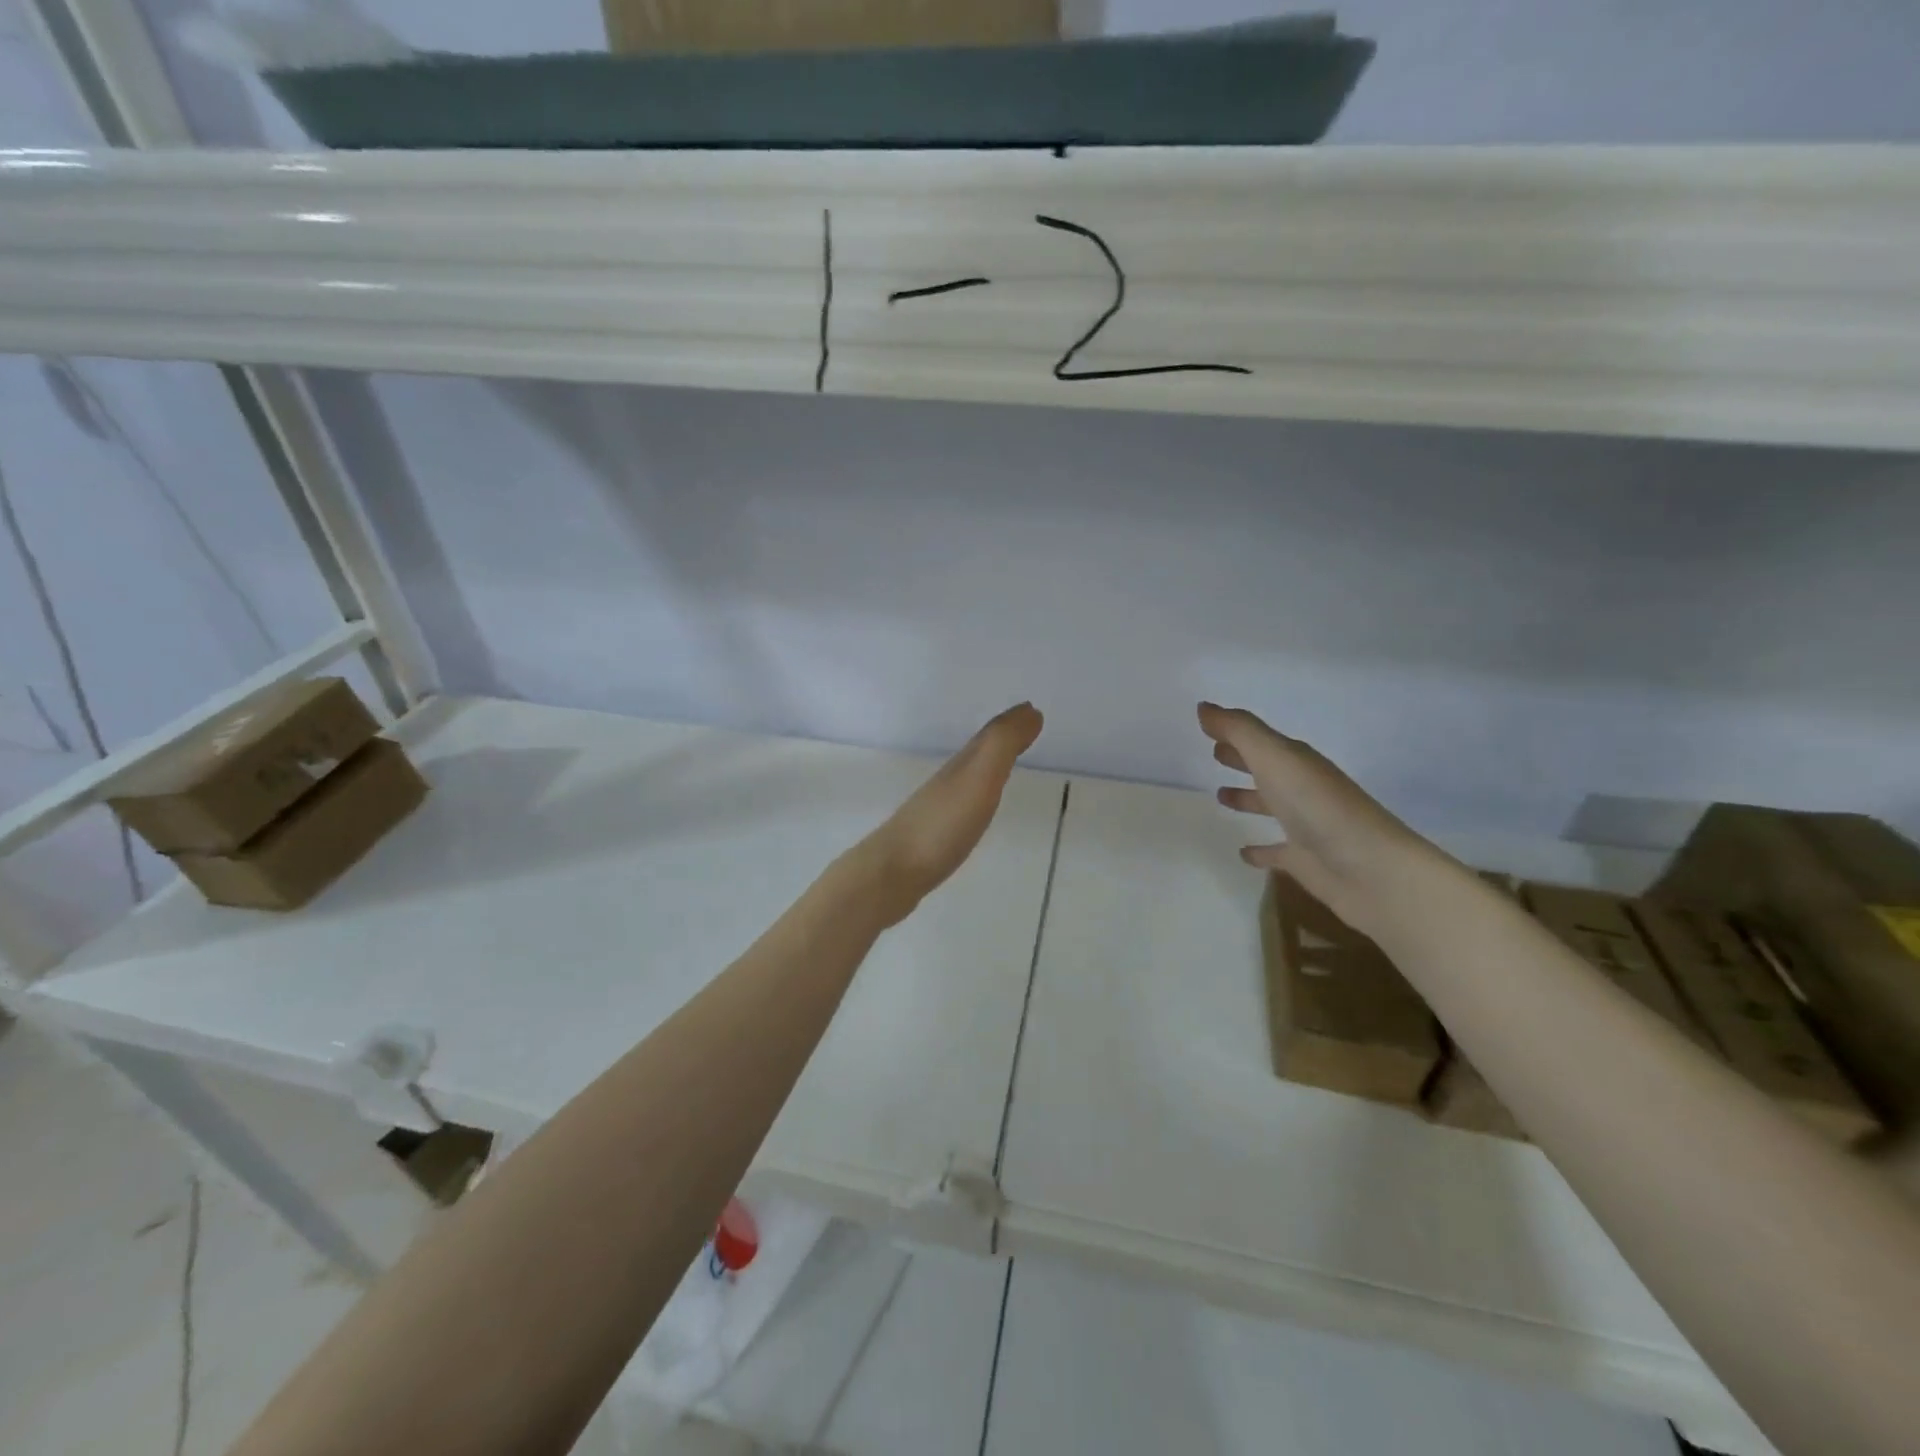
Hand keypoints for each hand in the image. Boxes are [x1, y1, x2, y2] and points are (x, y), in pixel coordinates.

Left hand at [856, 704, 1044, 926]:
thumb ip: (1002, 745)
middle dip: (998, 741)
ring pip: (966, 779)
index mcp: (961, 766)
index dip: (1011, 723)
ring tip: (1003, 766)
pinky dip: (973, 800)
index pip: (989, 737)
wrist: (891, 873)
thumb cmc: (940, 826)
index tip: (1033, 711)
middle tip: (1023, 731)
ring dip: (985, 768)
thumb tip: (1030, 710)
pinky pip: (959, 808)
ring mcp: (937, 810)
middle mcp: (948, 782)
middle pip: (976, 754)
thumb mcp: (979, 779)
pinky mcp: (932, 838)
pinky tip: (972, 812)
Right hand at [1198, 702, 1434, 936]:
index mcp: (1296, 761)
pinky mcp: (1303, 860)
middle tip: (1214, 754)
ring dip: (1247, 798)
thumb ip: (1239, 731)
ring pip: (1270, 806)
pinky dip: (1260, 850)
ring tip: (1220, 797)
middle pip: (1267, 768)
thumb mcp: (1274, 758)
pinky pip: (1276, 851)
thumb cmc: (1317, 806)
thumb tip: (1203, 707)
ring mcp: (1304, 825)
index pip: (1260, 740)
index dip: (1235, 732)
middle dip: (1242, 759)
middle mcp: (1301, 789)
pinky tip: (1243, 853)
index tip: (1206, 726)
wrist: (1370, 869)